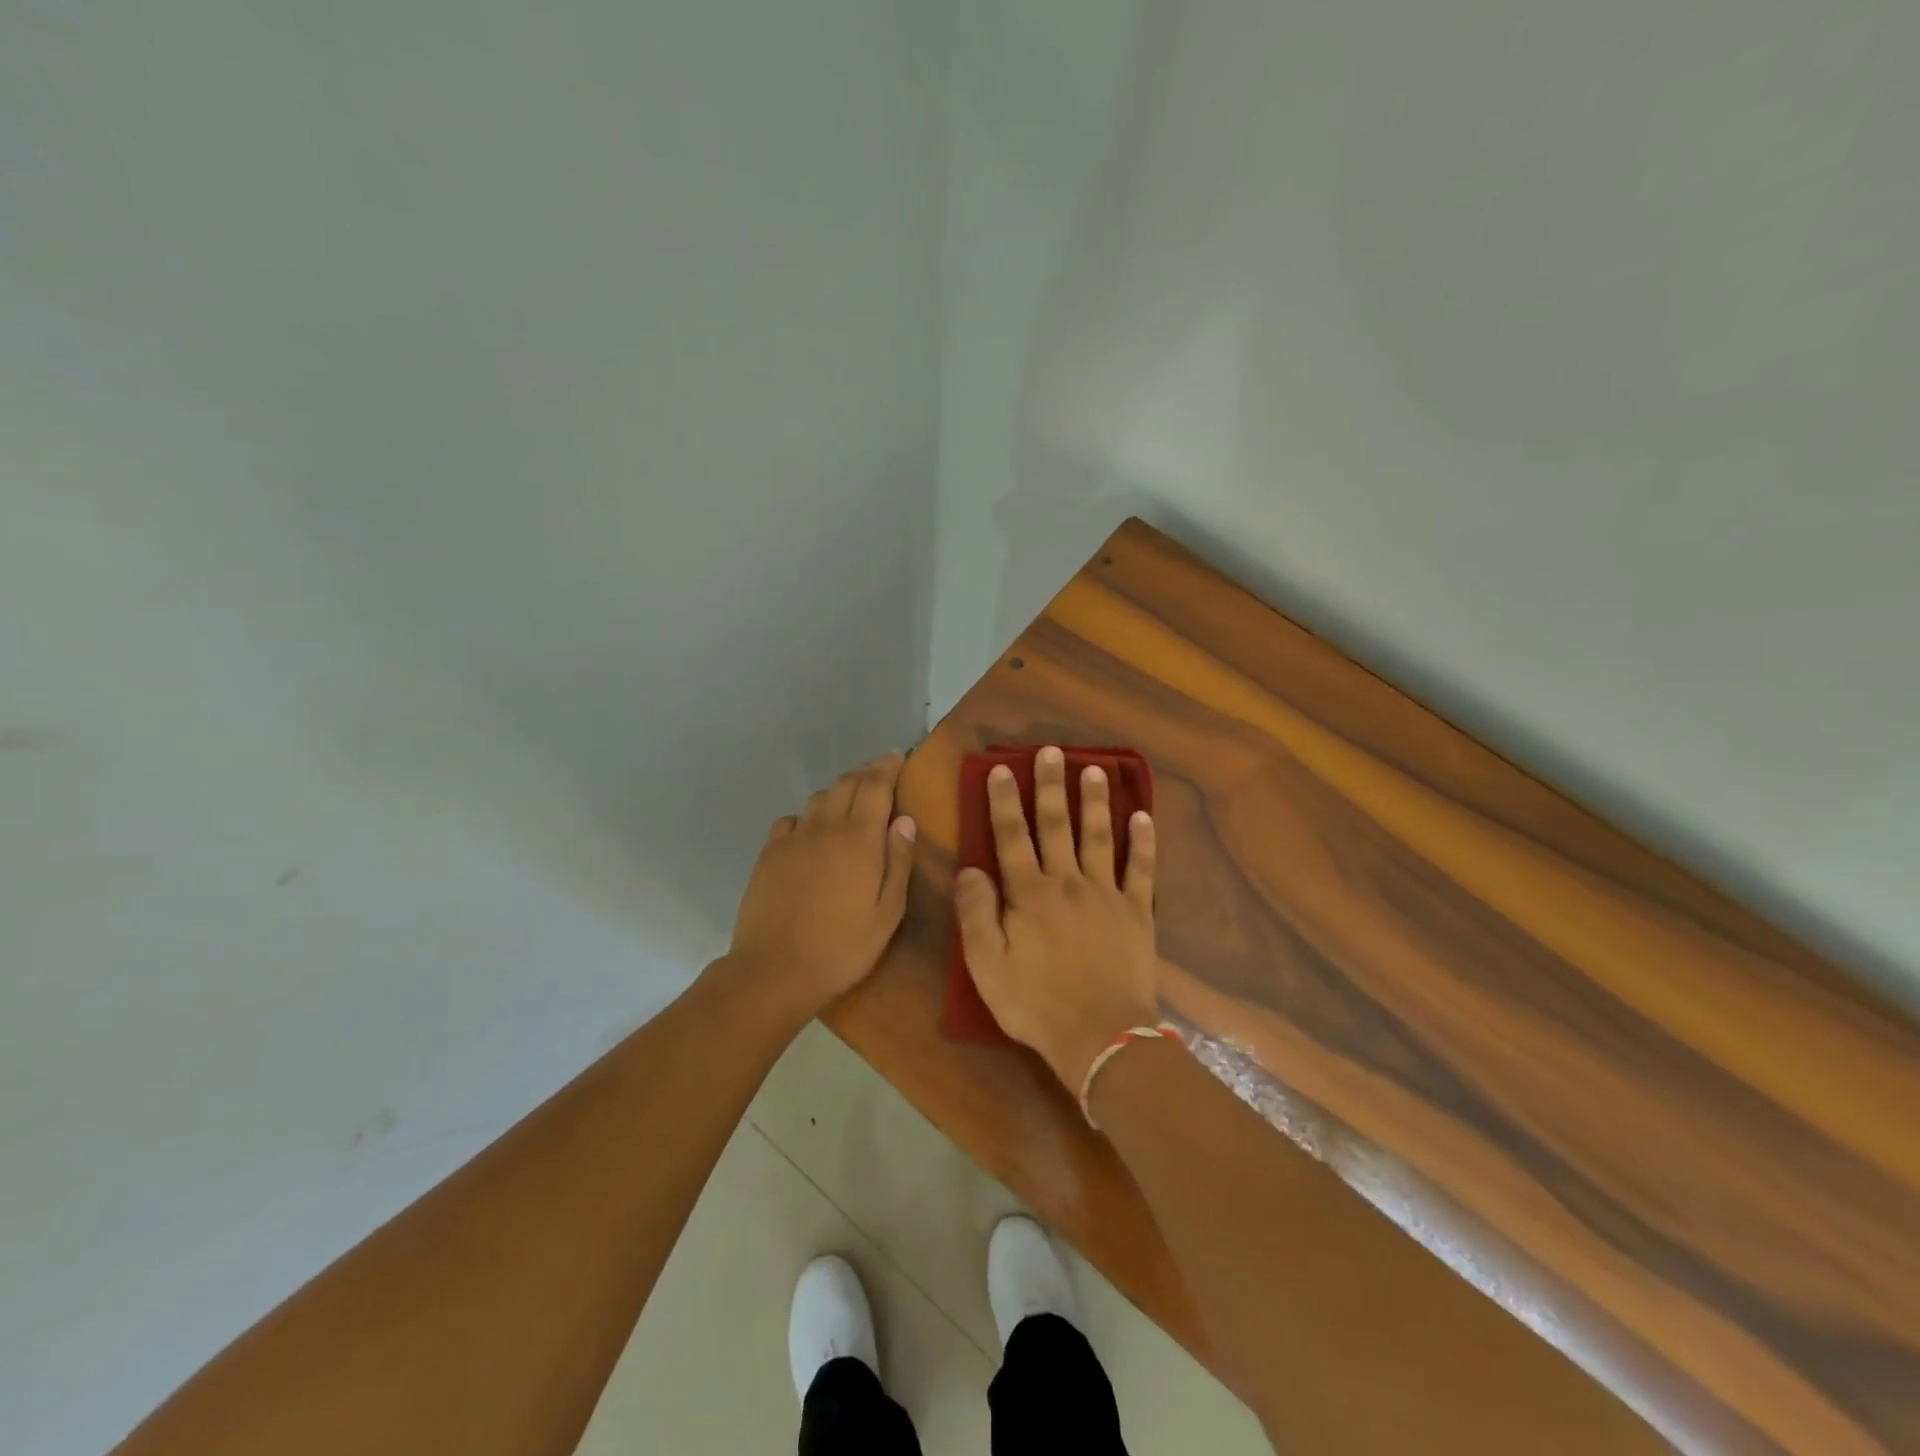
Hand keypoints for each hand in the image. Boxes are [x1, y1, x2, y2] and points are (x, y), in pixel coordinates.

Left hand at [724, 753, 916, 1022]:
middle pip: (846, 783)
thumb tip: (904, 820)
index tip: (896, 756)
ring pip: (818, 798)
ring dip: (838, 791)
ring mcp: (793, 838)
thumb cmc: (843, 947)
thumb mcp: (887, 913)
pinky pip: (791, 820)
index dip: (887, 766)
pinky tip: (812, 831)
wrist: (774, 970)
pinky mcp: (769, 854)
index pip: (875, 786)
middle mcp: (825, 827)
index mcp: (859, 839)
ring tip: (850, 800)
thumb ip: (898, 861)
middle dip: (865, 773)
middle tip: (880, 774)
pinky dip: (808, 816)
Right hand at [954, 746, 1160, 1091]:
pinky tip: (1143, 816)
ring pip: (1098, 836)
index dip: (1003, 801)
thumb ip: (976, 913)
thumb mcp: (987, 965)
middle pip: (1055, 825)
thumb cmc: (1035, 1003)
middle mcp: (1066, 881)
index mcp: (1028, 893)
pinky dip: (1143, 841)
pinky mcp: (1136, 912)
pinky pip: (1141, 869)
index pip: (1011, 836)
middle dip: (1050, 785)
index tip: (1001, 769)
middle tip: (1052, 751)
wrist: (1101, 1038)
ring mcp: (1106, 894)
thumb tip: (969, 868)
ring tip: (1094, 768)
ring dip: (1094, 801)